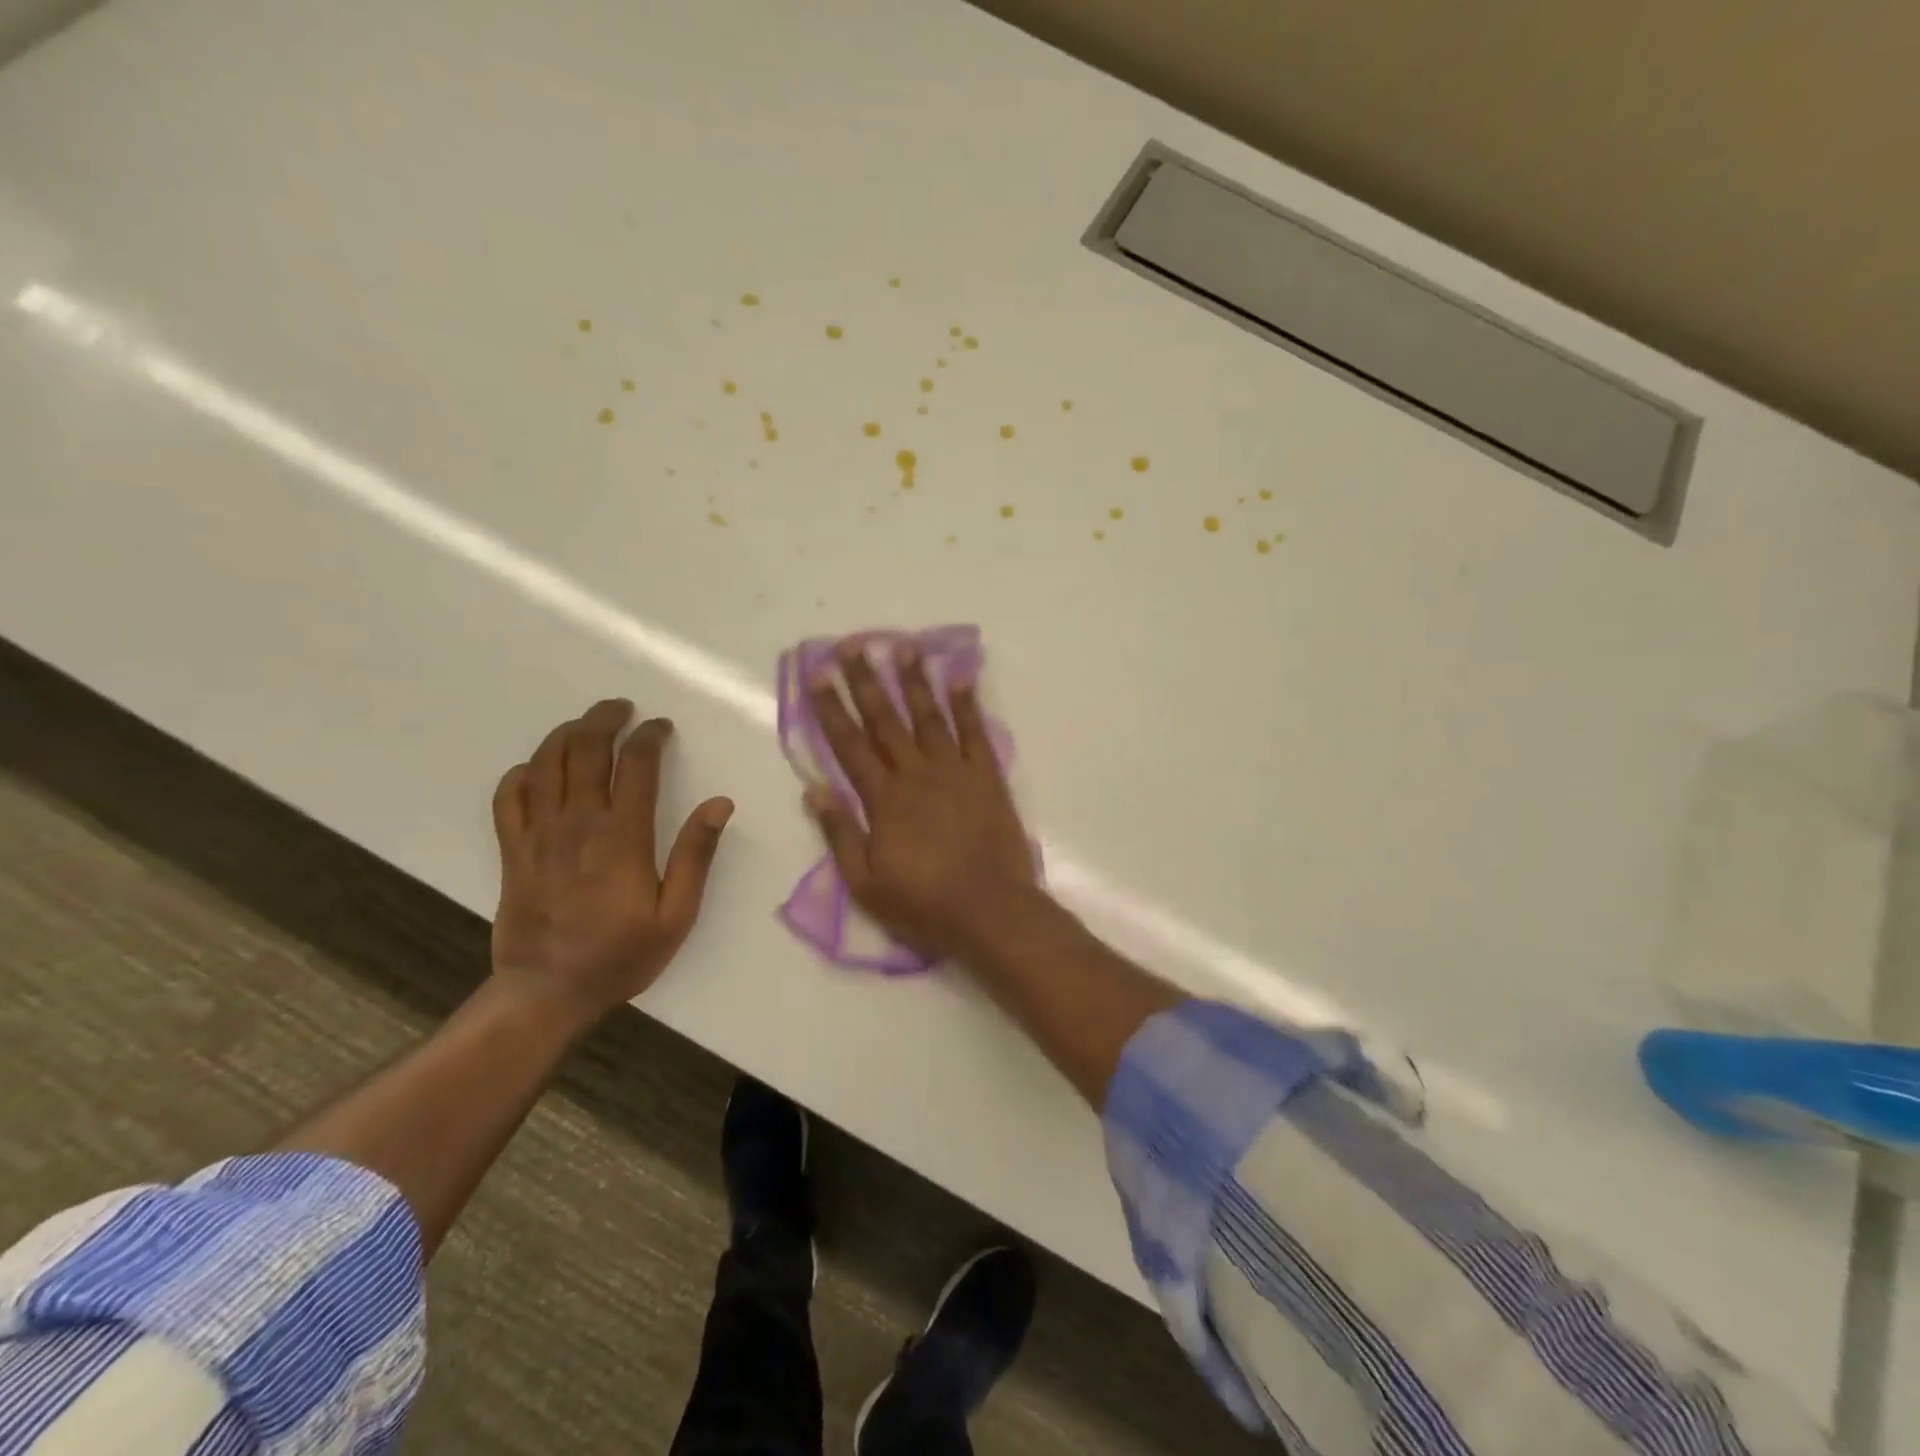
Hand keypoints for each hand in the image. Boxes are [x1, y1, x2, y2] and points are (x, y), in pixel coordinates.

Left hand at [491, 699, 733, 1021]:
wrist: (547, 992)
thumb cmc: (620, 954)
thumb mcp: (676, 914)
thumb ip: (696, 855)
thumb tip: (719, 803)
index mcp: (622, 836)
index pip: (635, 764)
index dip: (650, 736)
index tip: (662, 727)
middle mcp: (577, 823)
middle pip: (585, 750)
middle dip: (604, 719)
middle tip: (622, 708)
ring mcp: (538, 835)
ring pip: (546, 764)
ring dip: (565, 734)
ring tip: (585, 725)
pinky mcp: (512, 851)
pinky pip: (508, 797)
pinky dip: (522, 773)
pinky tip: (538, 769)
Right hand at [805, 641, 1037, 958]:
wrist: (991, 911)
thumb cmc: (923, 903)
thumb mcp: (865, 883)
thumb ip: (840, 833)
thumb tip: (814, 789)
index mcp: (884, 799)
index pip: (850, 745)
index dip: (831, 708)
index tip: (818, 675)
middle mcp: (917, 774)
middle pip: (885, 720)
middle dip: (866, 681)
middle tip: (852, 645)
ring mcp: (955, 772)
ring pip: (929, 717)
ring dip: (914, 681)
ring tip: (903, 646)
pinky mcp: (988, 778)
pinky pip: (975, 733)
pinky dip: (967, 704)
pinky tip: (960, 677)